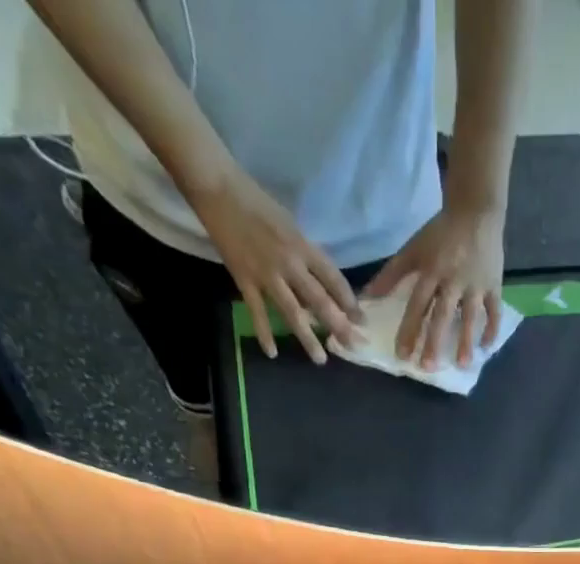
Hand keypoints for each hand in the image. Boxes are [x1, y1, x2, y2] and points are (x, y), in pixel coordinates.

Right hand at [191, 167, 360, 362]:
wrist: (218, 188)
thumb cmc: (256, 201)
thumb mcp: (290, 225)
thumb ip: (304, 254)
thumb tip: (316, 283)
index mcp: (303, 246)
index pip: (334, 280)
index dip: (349, 302)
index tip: (361, 321)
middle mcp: (290, 263)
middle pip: (320, 301)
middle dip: (339, 326)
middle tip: (353, 347)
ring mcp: (267, 274)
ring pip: (292, 313)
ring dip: (308, 338)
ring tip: (321, 359)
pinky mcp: (244, 280)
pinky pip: (258, 313)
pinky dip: (264, 333)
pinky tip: (272, 353)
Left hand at [364, 205, 504, 368]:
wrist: (477, 210)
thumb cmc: (441, 233)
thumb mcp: (413, 249)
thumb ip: (391, 274)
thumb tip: (367, 298)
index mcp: (432, 270)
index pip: (418, 304)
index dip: (410, 329)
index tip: (403, 355)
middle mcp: (453, 279)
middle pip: (442, 314)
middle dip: (435, 341)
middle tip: (428, 367)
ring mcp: (476, 283)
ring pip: (471, 316)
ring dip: (466, 340)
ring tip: (462, 364)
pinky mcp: (494, 284)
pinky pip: (494, 310)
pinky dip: (492, 328)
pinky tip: (485, 348)